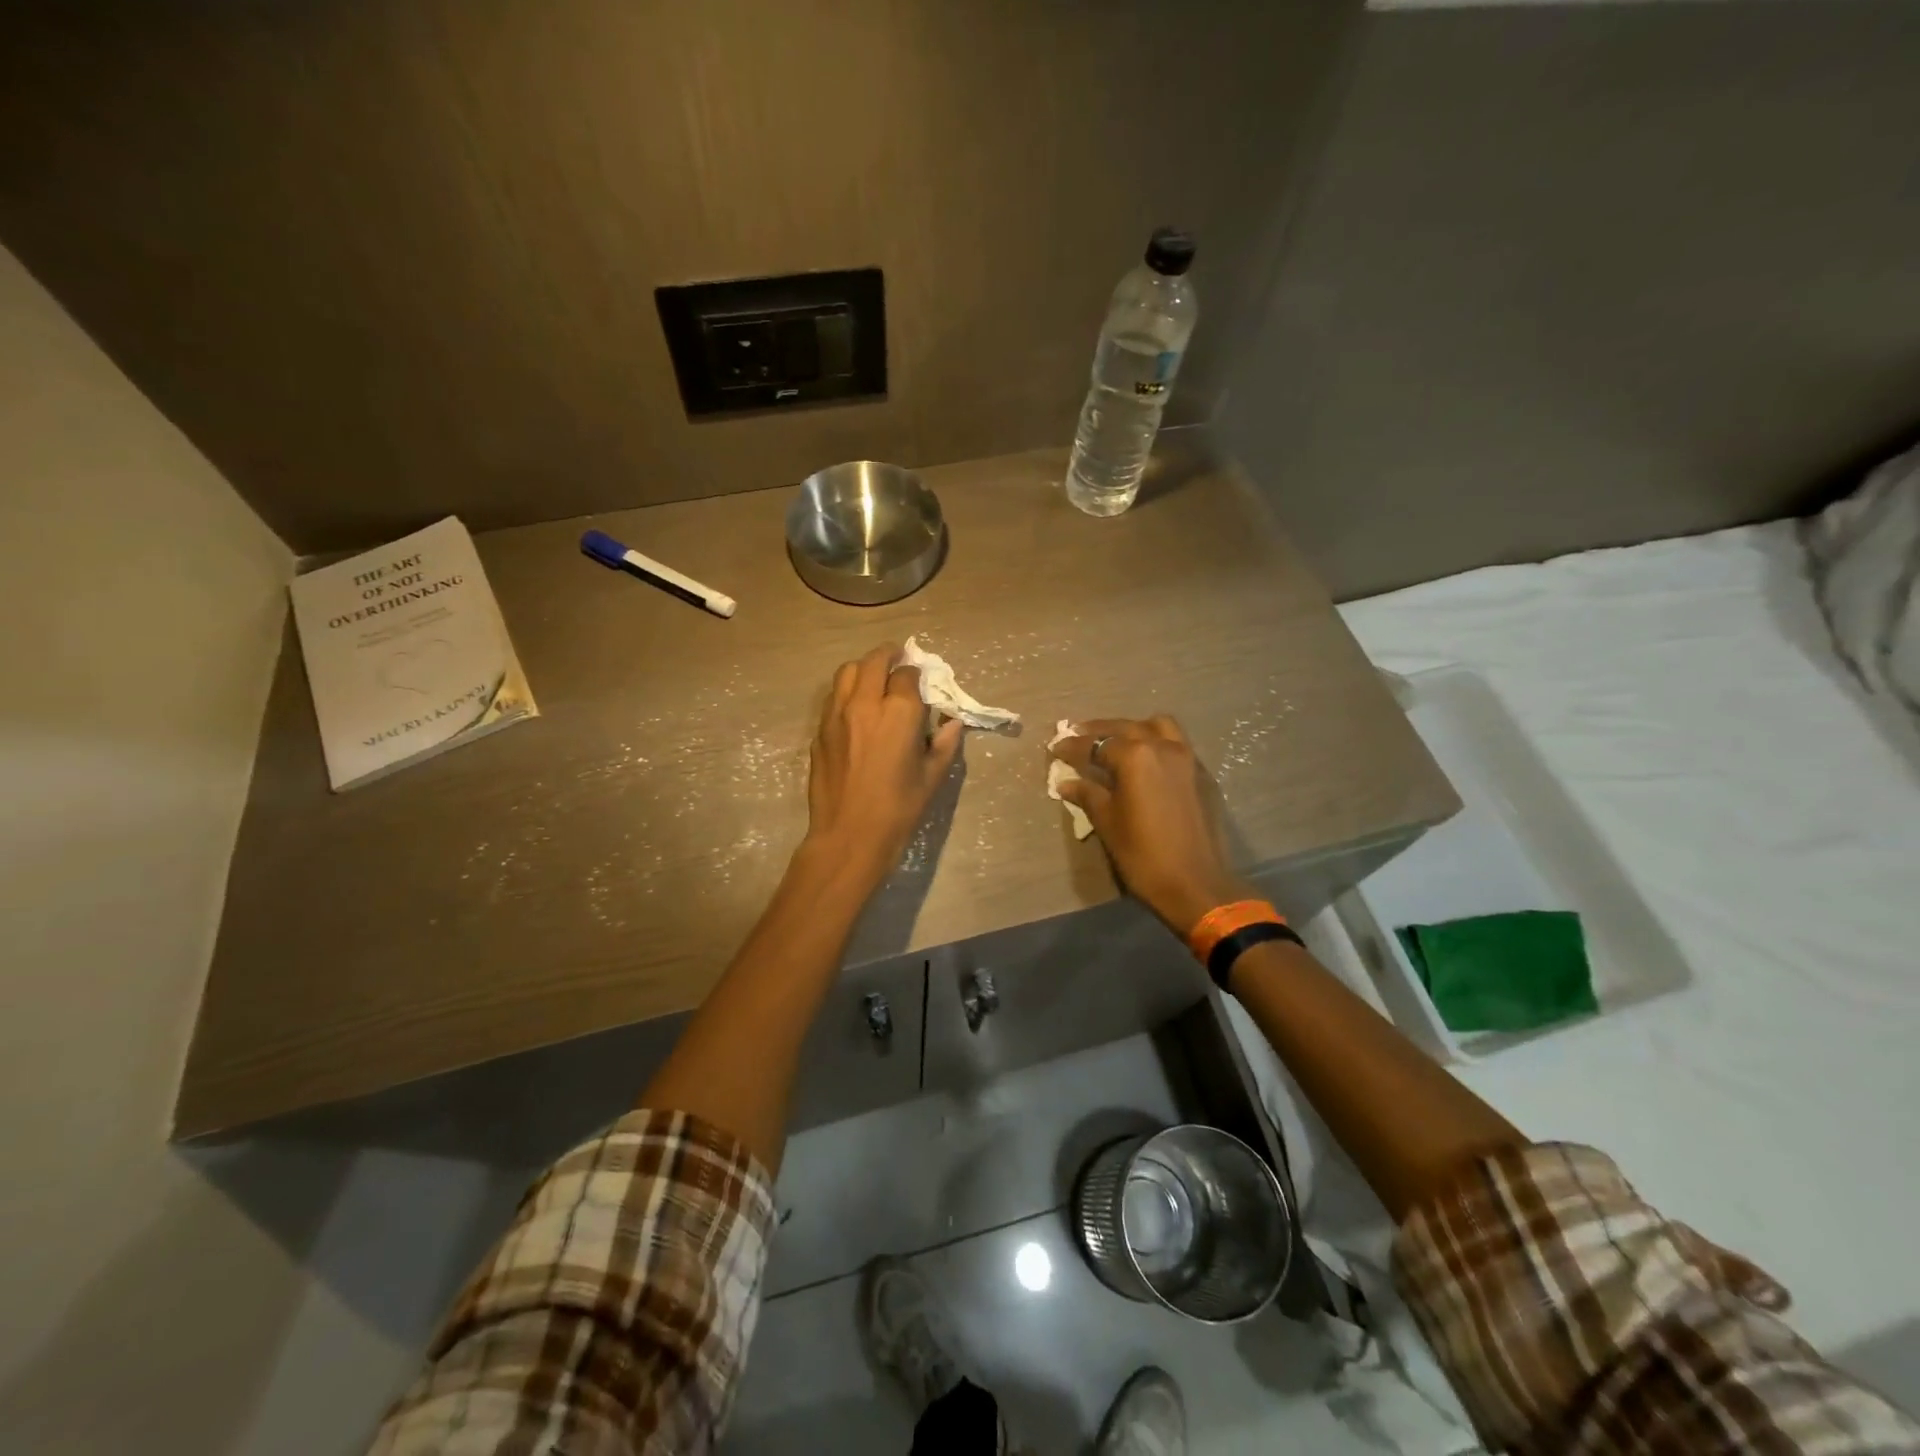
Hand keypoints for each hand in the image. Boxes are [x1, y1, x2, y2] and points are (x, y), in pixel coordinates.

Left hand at [804, 643, 963, 883]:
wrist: (849, 835)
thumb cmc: (899, 809)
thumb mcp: (932, 777)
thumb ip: (946, 743)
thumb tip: (953, 723)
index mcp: (899, 712)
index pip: (907, 674)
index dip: (916, 674)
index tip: (920, 682)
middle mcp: (865, 703)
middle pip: (874, 661)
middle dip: (889, 655)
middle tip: (898, 657)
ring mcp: (837, 715)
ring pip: (846, 672)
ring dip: (863, 668)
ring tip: (874, 676)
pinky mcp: (819, 731)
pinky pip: (832, 697)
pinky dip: (846, 691)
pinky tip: (855, 706)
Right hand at [1049, 715, 1254, 934]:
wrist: (1197, 885)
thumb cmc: (1144, 856)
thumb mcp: (1108, 824)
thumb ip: (1088, 795)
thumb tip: (1066, 782)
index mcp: (1136, 757)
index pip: (1096, 744)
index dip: (1073, 746)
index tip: (1055, 748)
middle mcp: (1163, 747)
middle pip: (1126, 727)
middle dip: (1099, 731)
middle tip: (1078, 735)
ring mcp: (1187, 759)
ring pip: (1158, 727)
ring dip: (1133, 729)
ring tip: (1115, 741)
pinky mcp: (1202, 775)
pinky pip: (1176, 744)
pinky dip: (1156, 742)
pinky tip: (1144, 762)